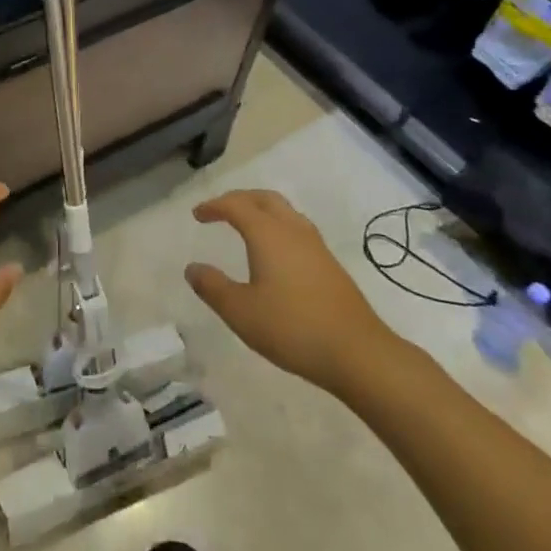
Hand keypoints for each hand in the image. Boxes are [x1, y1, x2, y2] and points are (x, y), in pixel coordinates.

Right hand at [185, 190, 409, 399]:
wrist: (358, 353)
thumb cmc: (293, 328)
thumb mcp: (241, 312)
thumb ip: (213, 287)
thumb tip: (192, 268)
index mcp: (268, 234)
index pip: (236, 205)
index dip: (214, 206)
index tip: (197, 214)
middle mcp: (293, 230)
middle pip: (264, 198)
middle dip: (239, 199)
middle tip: (220, 210)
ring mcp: (316, 246)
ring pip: (285, 211)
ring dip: (261, 210)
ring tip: (245, 225)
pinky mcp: (330, 264)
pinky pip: (297, 228)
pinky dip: (277, 226)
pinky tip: (275, 253)